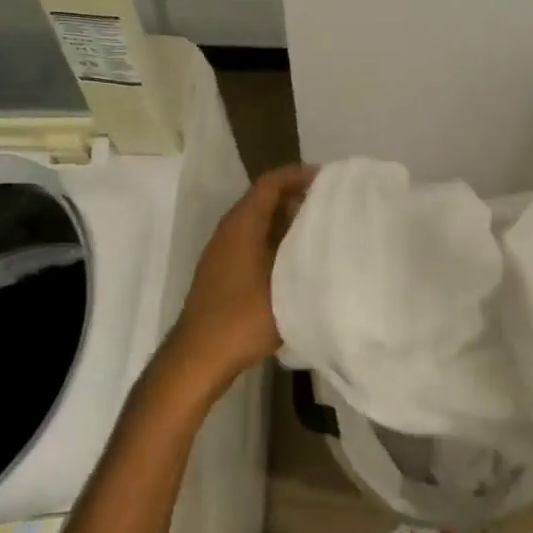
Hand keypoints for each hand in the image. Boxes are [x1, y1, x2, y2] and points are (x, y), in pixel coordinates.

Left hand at [163, 164, 317, 390]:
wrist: (199, 357)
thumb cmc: (244, 316)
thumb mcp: (287, 284)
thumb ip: (310, 256)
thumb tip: (332, 236)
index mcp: (242, 224)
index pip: (271, 183)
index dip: (299, 175)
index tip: (329, 181)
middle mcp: (229, 230)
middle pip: (264, 200)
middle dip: (297, 198)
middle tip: (332, 206)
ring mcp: (222, 252)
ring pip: (259, 223)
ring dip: (287, 222)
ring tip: (321, 231)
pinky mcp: (222, 272)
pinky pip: (253, 242)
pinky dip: (276, 241)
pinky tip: (297, 262)